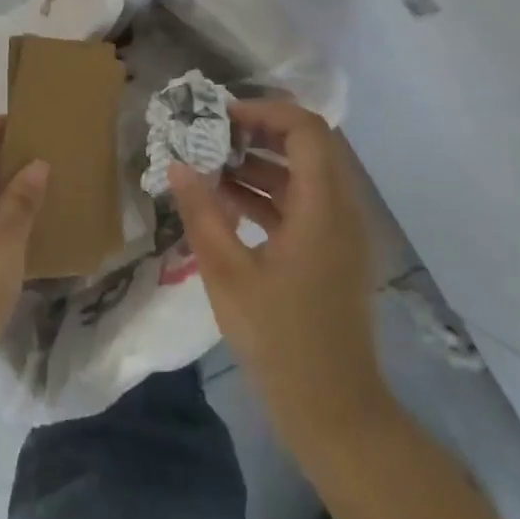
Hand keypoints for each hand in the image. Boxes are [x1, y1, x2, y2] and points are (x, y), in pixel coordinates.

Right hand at [169, 98, 388, 443]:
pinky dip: (269, 194)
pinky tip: (227, 203)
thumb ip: (202, 212)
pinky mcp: (333, 253)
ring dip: (261, 163)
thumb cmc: (279, 338)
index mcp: (323, 208)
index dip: (264, 111)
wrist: (333, 407)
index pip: (307, 130)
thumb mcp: (227, 272)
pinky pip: (303, 204)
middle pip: (308, 146)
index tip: (220, 117)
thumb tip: (177, 164)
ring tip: (210, 165)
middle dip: (259, 133)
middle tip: (211, 136)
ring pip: (305, 174)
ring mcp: (341, 233)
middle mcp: (342, 210)